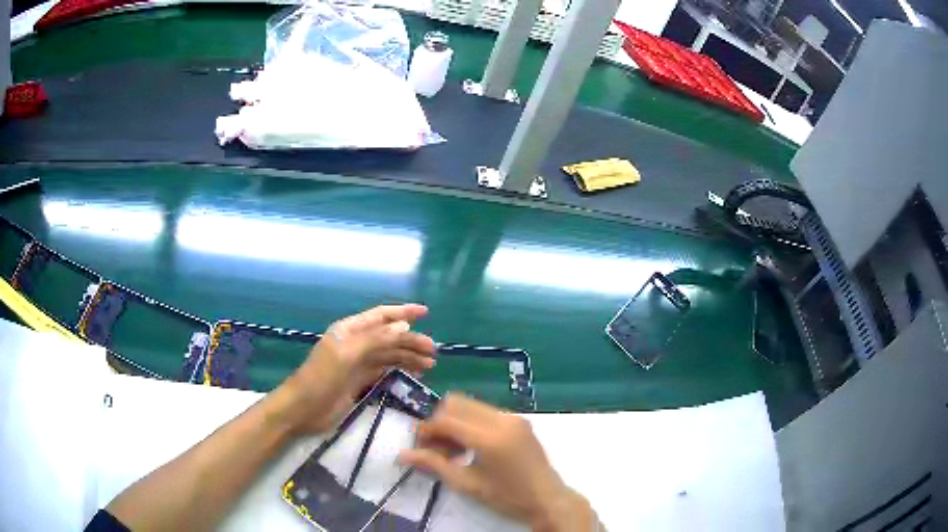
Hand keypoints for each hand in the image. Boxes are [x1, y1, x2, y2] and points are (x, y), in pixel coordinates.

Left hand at [273, 304, 435, 435]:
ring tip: (430, 364)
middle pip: (388, 337)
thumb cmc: (322, 377)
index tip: (426, 313)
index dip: (403, 312)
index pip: (381, 316)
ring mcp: (358, 363)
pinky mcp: (360, 381)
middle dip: (411, 341)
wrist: (303, 408)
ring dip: (408, 357)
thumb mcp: (348, 354)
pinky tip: (414, 374)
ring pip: (389, 355)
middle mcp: (355, 343)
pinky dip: (400, 370)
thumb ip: (376, 339)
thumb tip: (404, 326)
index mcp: (350, 330)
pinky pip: (384, 371)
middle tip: (433, 351)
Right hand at [398, 396, 596, 531]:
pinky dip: (470, 423)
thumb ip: (434, 465)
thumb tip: (402, 455)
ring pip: (470, 405)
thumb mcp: (467, 484)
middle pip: (456, 403)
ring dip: (454, 421)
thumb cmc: (507, 497)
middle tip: (435, 447)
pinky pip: (485, 412)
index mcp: (489, 437)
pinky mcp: (520, 420)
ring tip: (452, 450)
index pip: (446, 420)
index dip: (426, 430)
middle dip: (439, 422)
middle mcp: (502, 419)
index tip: (418, 447)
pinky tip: (470, 447)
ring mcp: (513, 417)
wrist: (547, 499)